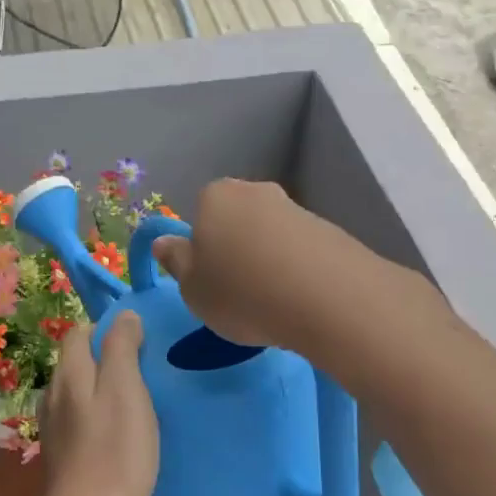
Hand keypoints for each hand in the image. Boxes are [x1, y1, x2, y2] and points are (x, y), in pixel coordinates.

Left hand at [34, 314, 158, 495]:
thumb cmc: (113, 452)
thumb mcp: (125, 390)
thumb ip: (122, 348)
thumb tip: (123, 315)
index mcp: (68, 373)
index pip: (79, 332)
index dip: (107, 329)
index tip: (140, 342)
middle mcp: (53, 394)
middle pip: (77, 361)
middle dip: (107, 359)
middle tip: (146, 372)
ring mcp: (54, 427)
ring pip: (79, 392)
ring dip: (104, 389)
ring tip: (137, 403)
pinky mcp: (61, 454)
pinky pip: (81, 420)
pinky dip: (99, 417)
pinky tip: (120, 435)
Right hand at [149, 179, 364, 351]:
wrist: (329, 299)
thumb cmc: (242, 293)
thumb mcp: (193, 289)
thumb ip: (176, 262)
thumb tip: (164, 242)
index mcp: (215, 196)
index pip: (200, 214)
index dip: (202, 248)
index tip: (209, 280)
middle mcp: (256, 191)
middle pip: (237, 220)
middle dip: (236, 249)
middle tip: (238, 292)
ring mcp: (297, 208)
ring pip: (270, 235)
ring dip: (268, 261)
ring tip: (273, 303)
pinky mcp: (331, 231)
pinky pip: (301, 251)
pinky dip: (297, 270)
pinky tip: (300, 300)